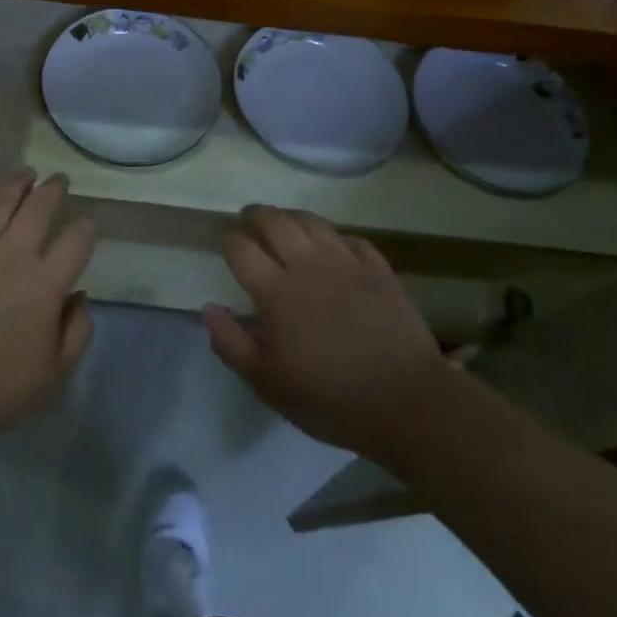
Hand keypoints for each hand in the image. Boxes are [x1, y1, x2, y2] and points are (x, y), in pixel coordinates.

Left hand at [0, 170, 97, 441]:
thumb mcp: (54, 374)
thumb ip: (77, 331)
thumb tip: (80, 297)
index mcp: (46, 283)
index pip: (77, 241)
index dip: (87, 229)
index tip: (88, 225)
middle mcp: (13, 254)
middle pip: (39, 208)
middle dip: (54, 189)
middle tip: (60, 179)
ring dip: (16, 182)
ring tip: (26, 172)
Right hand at [203, 206, 446, 461]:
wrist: (406, 402)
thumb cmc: (329, 397)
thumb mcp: (267, 383)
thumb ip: (231, 343)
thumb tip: (209, 308)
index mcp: (276, 291)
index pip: (241, 248)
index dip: (226, 239)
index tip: (221, 240)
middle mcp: (307, 265)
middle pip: (274, 221)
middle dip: (255, 215)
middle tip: (247, 219)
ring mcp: (346, 262)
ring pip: (311, 221)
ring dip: (291, 216)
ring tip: (283, 223)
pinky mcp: (378, 269)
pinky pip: (350, 237)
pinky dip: (333, 235)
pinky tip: (331, 245)